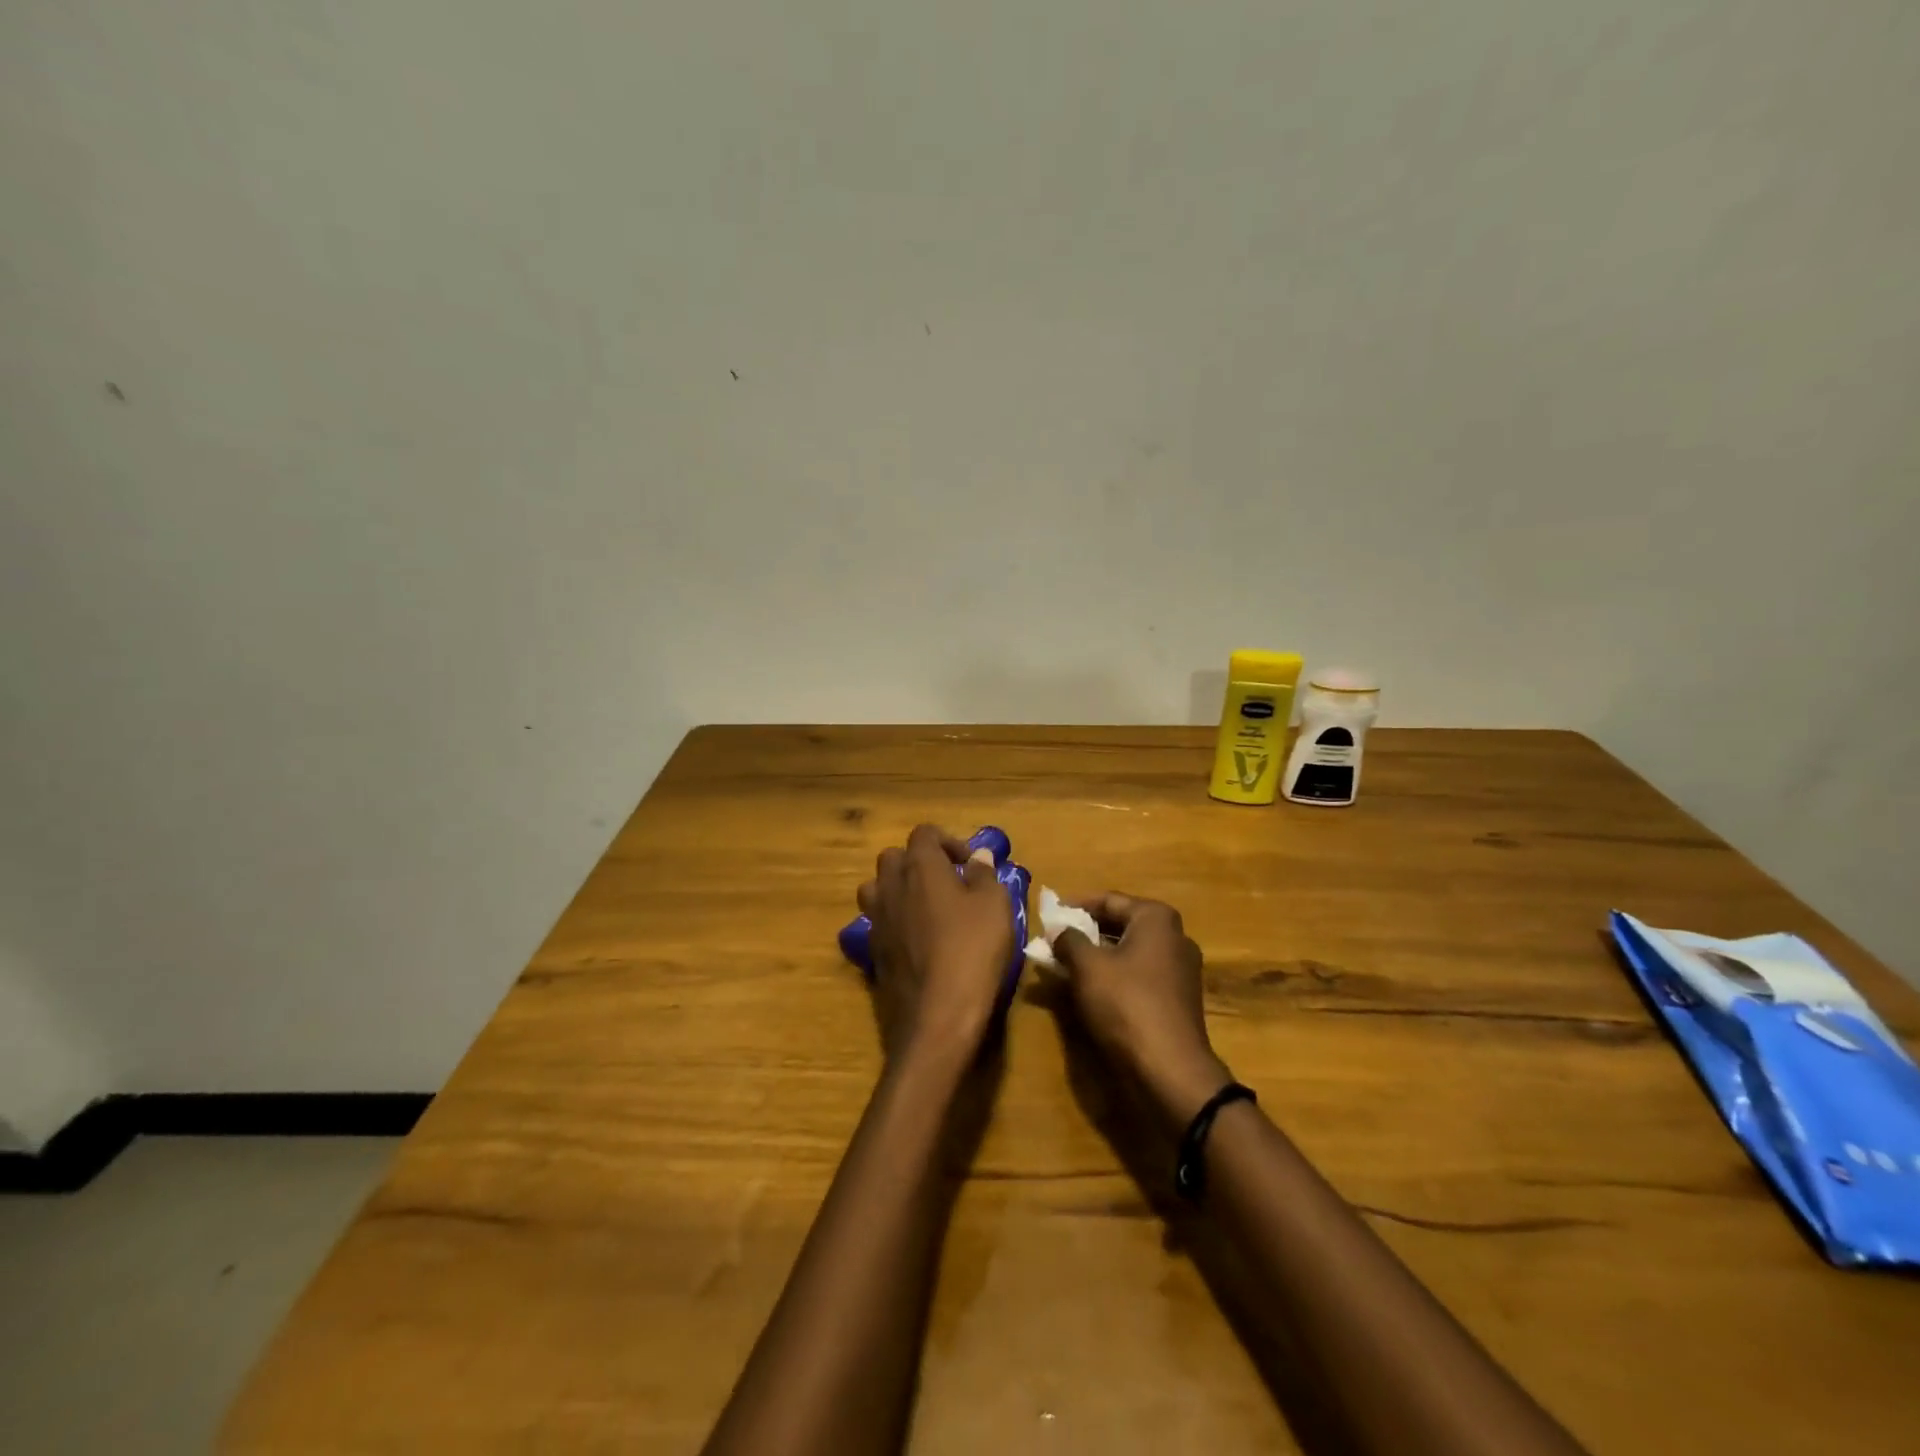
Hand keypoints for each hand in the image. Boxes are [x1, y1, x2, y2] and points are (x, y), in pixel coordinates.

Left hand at [857, 825, 1016, 1066]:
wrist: (937, 1014)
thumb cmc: (972, 949)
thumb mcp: (994, 906)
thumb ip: (985, 875)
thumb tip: (979, 856)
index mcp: (920, 866)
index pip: (924, 833)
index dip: (948, 842)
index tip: (970, 865)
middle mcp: (890, 885)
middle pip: (894, 857)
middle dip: (919, 863)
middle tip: (948, 883)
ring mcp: (876, 919)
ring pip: (877, 888)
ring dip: (899, 890)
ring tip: (927, 908)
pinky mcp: (872, 950)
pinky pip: (879, 921)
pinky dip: (895, 921)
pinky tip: (918, 941)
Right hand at [1051, 894, 1230, 1126]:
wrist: (1169, 1071)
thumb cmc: (1126, 1004)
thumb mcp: (1087, 967)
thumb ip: (1068, 940)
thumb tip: (1058, 929)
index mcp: (1156, 918)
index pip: (1109, 900)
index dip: (1075, 905)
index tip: (1049, 915)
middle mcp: (1174, 937)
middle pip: (1120, 925)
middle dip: (1085, 932)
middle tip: (1053, 940)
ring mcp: (1180, 971)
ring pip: (1128, 953)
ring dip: (1096, 957)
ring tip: (1063, 966)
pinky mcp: (1177, 1000)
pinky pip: (1138, 977)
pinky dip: (1113, 977)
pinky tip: (1088, 990)